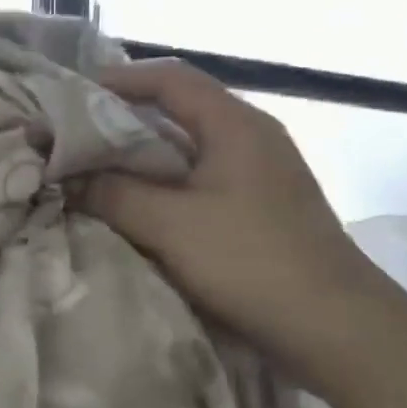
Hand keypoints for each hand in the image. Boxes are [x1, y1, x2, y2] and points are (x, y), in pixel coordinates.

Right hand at [84, 60, 396, 389]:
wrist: (338, 329)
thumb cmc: (252, 263)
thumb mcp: (171, 225)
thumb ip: (114, 194)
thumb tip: (68, 178)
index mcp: (236, 124)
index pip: (171, 78)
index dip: (120, 79)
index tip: (73, 96)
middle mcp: (252, 138)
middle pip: (179, 110)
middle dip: (124, 120)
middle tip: (76, 137)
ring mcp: (261, 175)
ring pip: (189, 149)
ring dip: (143, 158)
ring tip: (96, 172)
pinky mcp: (262, 209)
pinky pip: (201, 181)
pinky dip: (164, 186)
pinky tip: (138, 208)